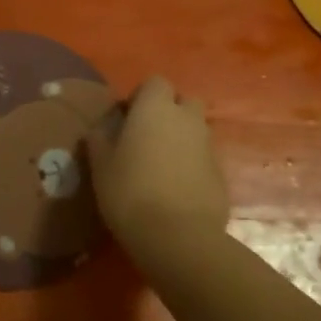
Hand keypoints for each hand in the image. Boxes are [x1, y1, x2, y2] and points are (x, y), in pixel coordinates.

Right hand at [92, 76, 227, 253]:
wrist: (178, 238)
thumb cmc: (130, 192)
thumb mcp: (100, 166)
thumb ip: (99, 139)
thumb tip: (100, 129)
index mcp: (155, 108)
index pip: (155, 82)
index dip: (142, 96)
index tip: (127, 117)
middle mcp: (187, 119)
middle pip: (184, 102)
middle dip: (169, 112)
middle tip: (148, 137)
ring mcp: (208, 146)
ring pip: (196, 130)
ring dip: (182, 139)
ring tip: (161, 165)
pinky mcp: (221, 174)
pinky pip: (204, 158)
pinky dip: (193, 165)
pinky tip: (177, 188)